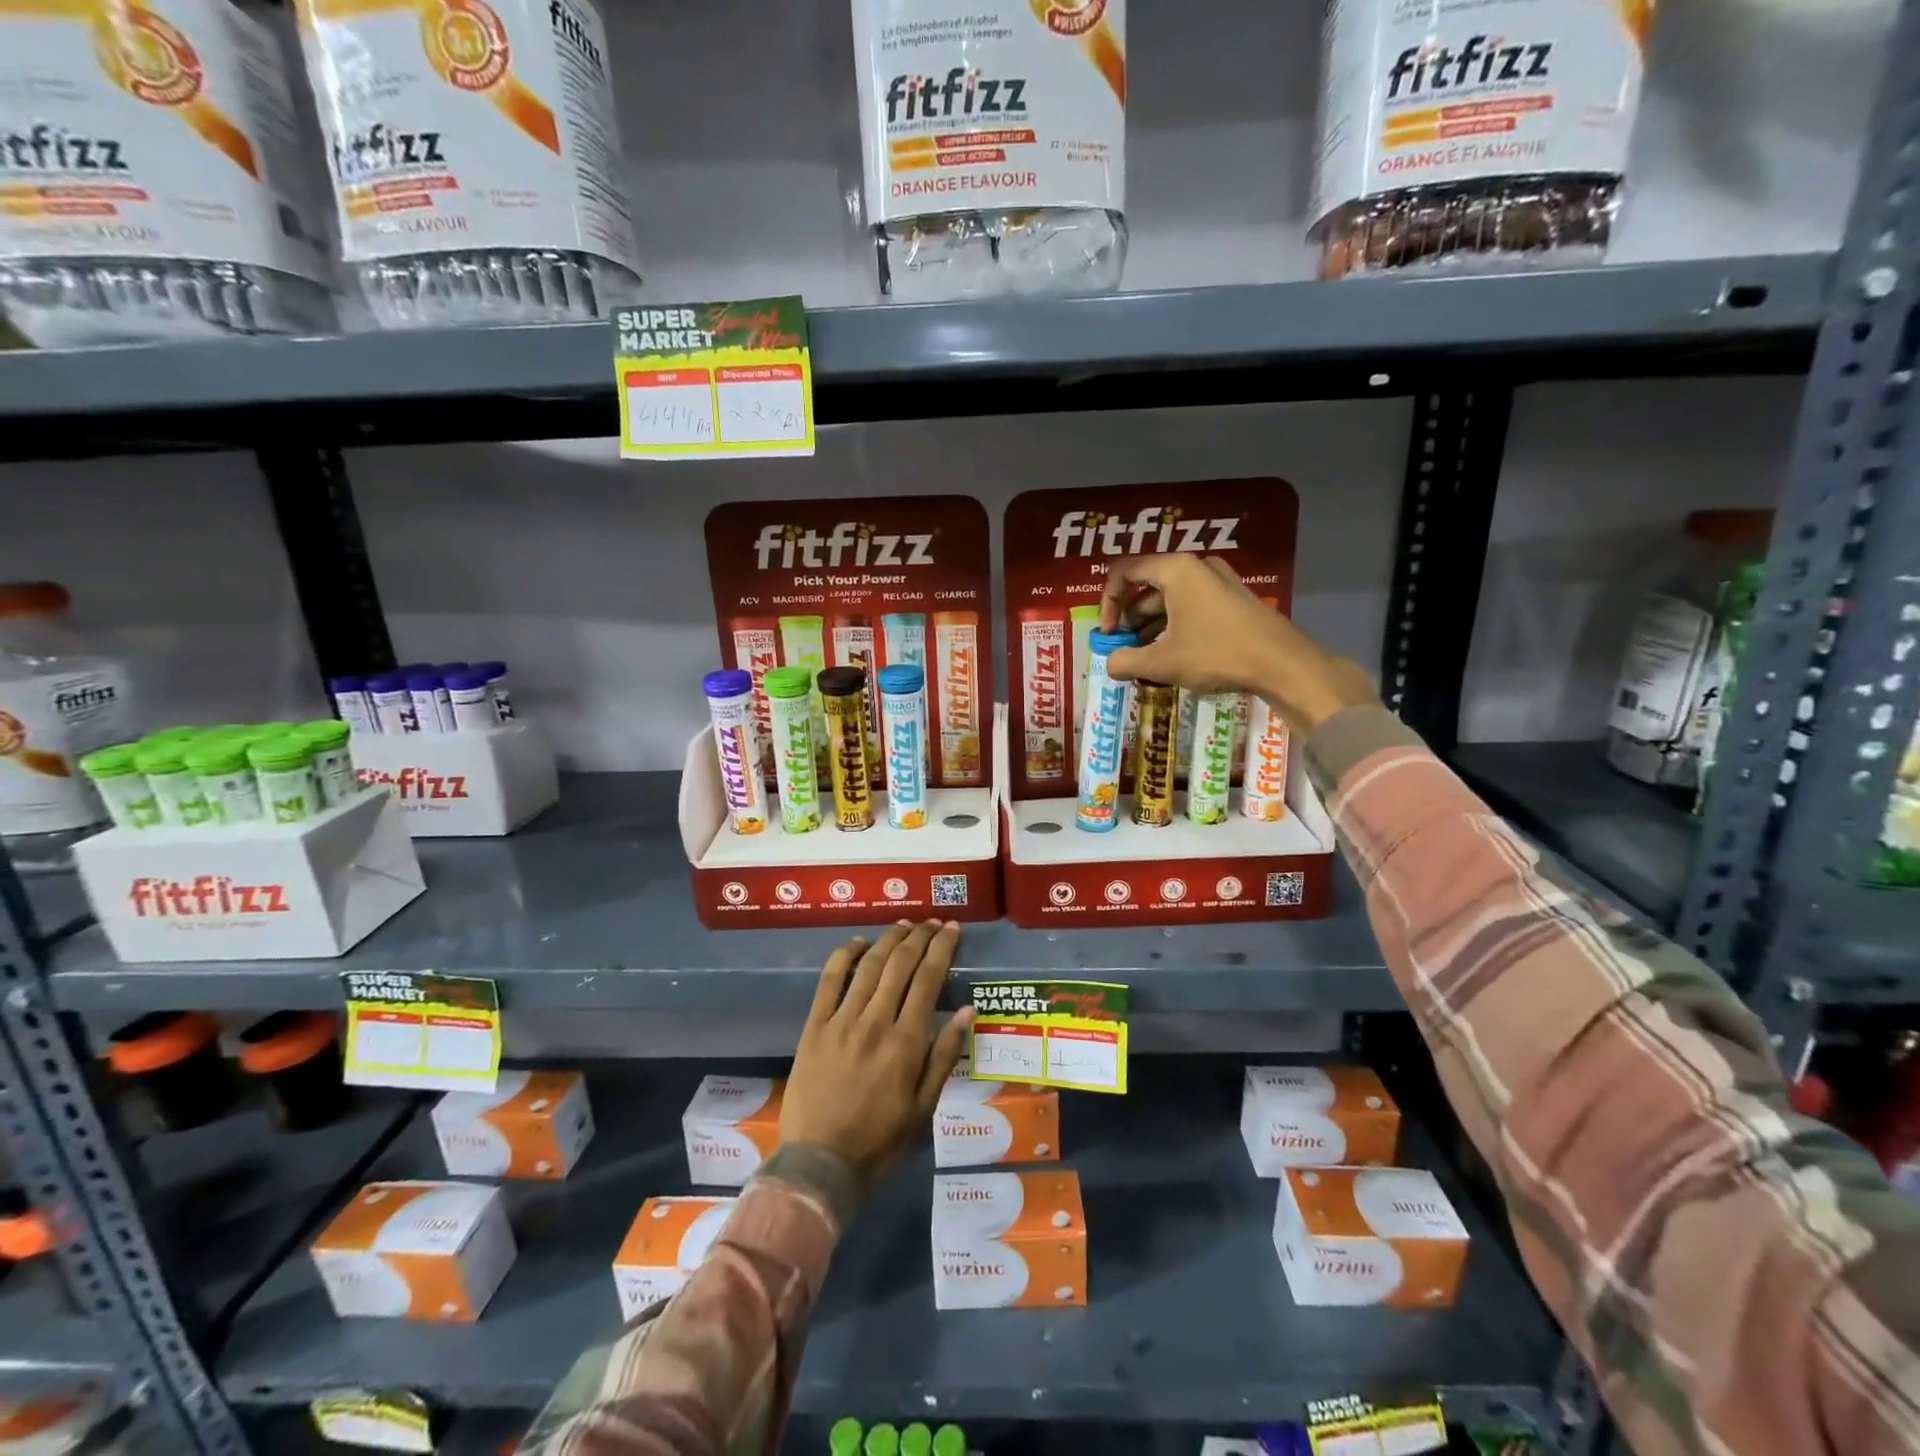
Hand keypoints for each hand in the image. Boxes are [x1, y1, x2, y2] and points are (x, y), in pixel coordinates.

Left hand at [781, 920, 975, 1187]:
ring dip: (890, 939)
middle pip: (901, 964)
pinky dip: (845, 955)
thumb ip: (945, 1055)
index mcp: (906, 1042)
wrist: (819, 1164)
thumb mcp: (924, 1107)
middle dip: (920, 936)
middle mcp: (875, 1021)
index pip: (928, 979)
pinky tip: (859, 943)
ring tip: (905, 925)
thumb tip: (968, 1010)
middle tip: (932, 922)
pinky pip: (830, 980)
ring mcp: (841, 1021)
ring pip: (869, 965)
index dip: (942, 948)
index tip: (952, 929)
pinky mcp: (814, 1026)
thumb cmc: (880, 1141)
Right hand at [1099, 553, 1377, 737]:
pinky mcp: (1233, 599)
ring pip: (1170, 599)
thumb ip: (1125, 661)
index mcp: (1175, 570)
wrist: (1282, 664)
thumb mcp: (1161, 663)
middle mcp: (1196, 566)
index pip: (1123, 572)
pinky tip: (1174, 658)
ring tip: (1146, 660)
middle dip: (1130, 620)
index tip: (1108, 634)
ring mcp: (1218, 581)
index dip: (1107, 603)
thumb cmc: (1216, 654)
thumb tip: (1109, 664)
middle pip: (1147, 587)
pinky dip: (1174, 627)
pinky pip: (1191, 606)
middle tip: (1125, 651)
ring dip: (1151, 628)